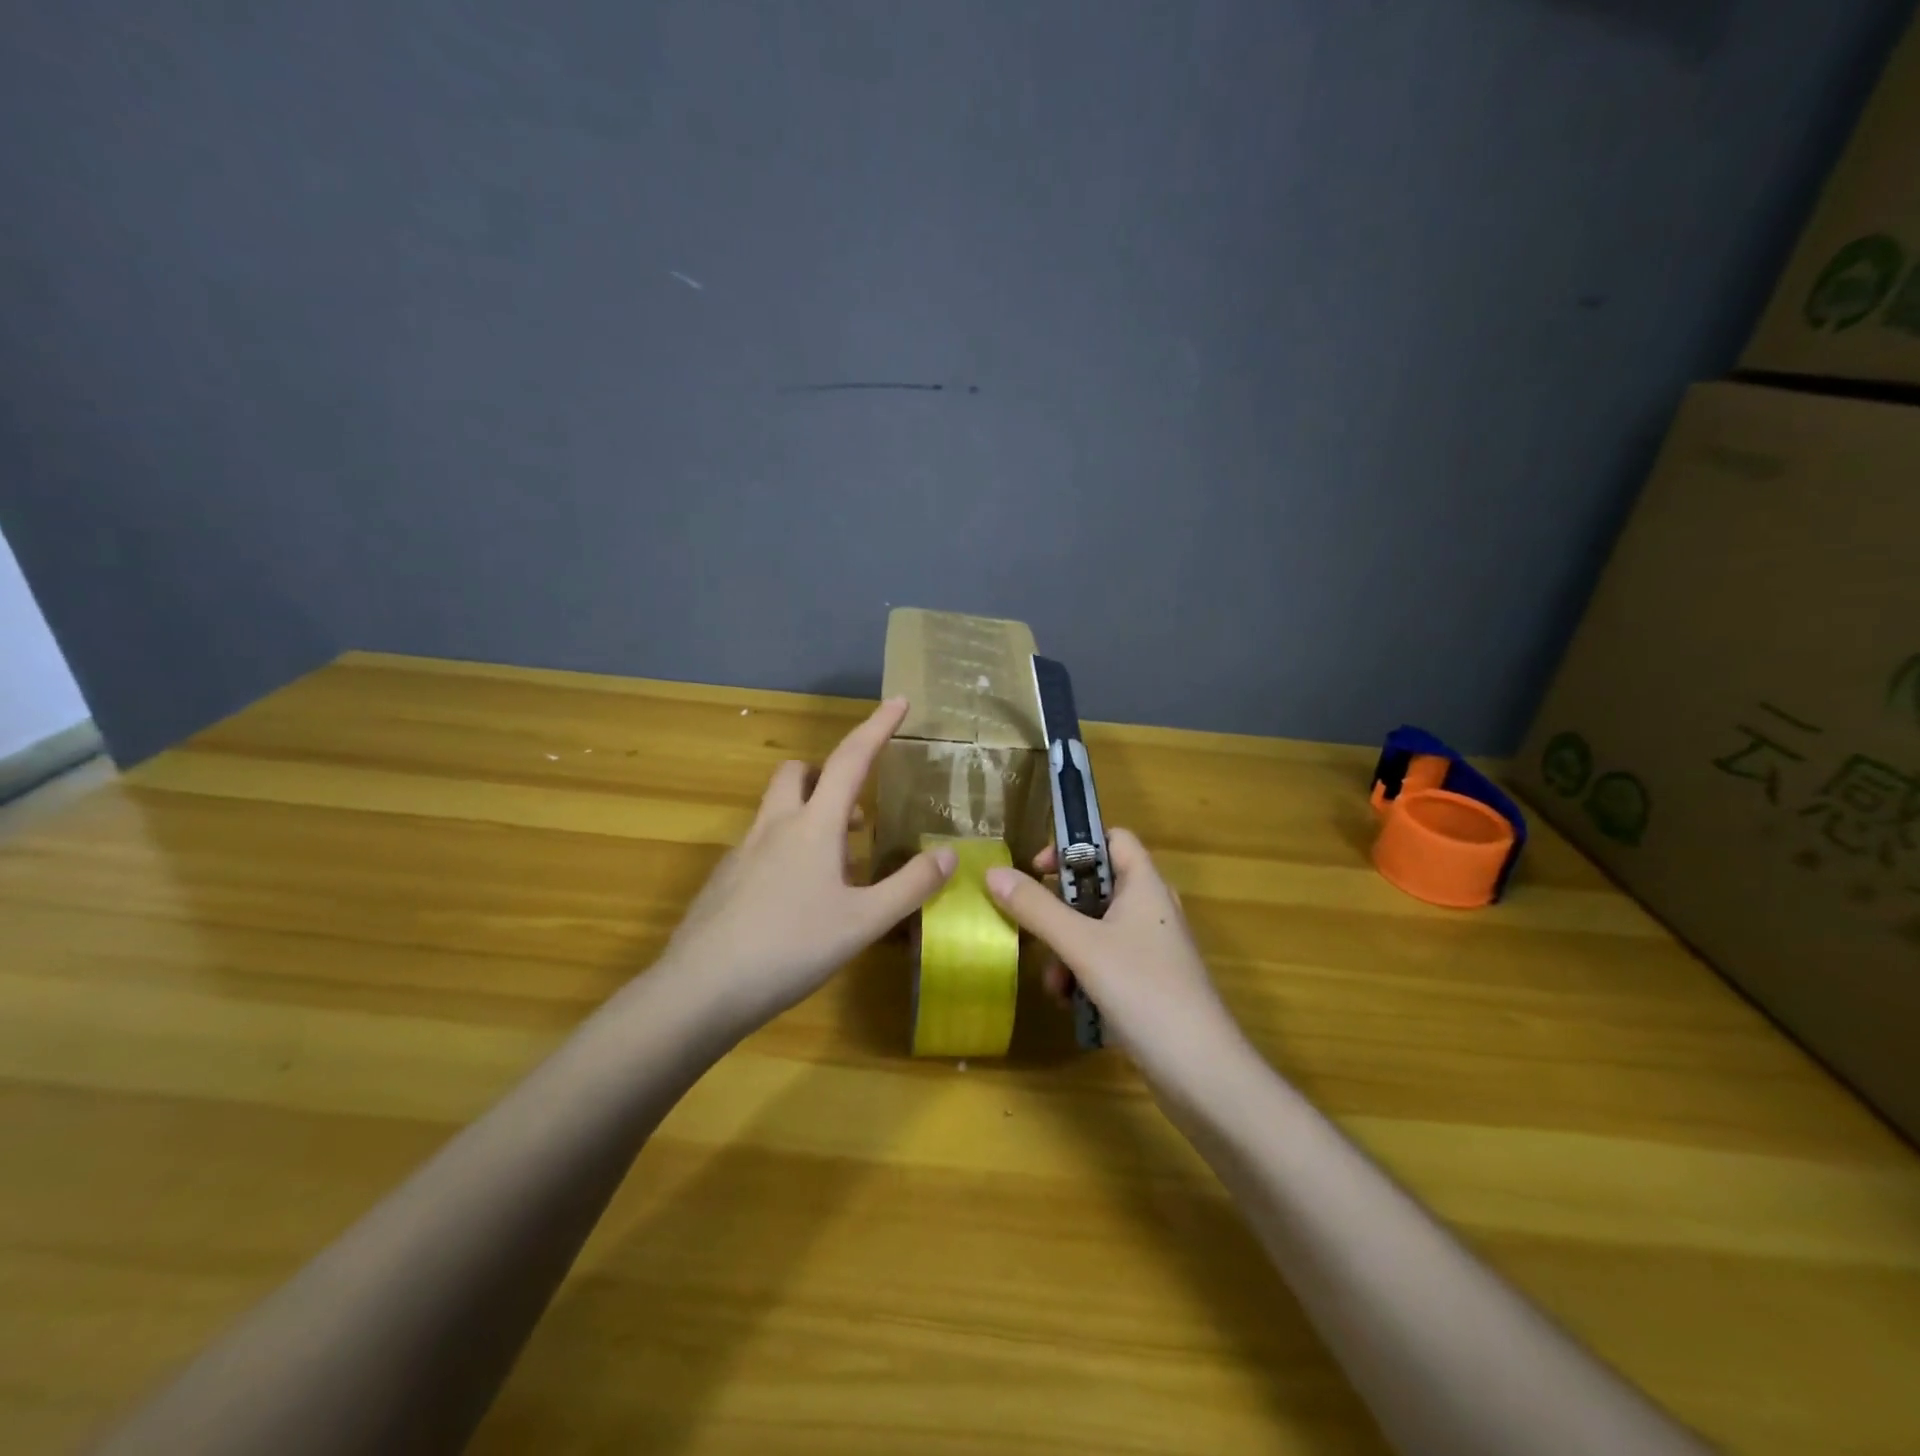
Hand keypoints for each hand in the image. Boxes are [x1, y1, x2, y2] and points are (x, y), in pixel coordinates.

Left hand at [660, 698, 956, 1028]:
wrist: (700, 990)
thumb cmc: (790, 948)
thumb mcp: (863, 923)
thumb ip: (909, 887)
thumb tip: (947, 855)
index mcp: (813, 826)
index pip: (850, 759)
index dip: (877, 727)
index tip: (900, 701)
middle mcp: (774, 826)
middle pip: (798, 772)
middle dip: (829, 774)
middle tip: (857, 812)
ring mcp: (742, 851)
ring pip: (777, 809)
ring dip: (810, 814)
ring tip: (838, 864)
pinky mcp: (725, 880)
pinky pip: (761, 844)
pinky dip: (787, 848)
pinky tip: (798, 898)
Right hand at [984, 831, 1244, 1083]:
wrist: (1201, 1071)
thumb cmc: (1144, 991)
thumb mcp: (1082, 946)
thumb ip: (1036, 908)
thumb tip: (993, 872)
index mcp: (1145, 885)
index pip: (1114, 838)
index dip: (1074, 844)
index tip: (1038, 869)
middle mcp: (1151, 909)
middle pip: (1098, 886)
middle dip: (1060, 907)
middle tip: (1033, 924)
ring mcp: (1153, 948)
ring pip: (1098, 928)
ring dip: (1067, 948)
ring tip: (1053, 982)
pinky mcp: (1150, 982)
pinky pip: (1107, 961)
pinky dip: (1084, 973)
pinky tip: (1070, 1002)